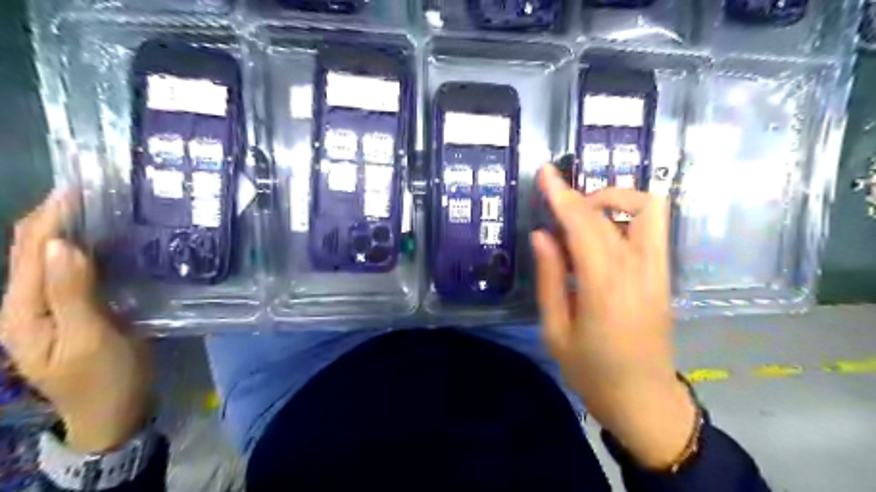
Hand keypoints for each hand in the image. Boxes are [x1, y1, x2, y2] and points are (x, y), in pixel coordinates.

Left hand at [0, 193, 151, 453]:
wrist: (115, 412)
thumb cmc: (105, 379)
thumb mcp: (90, 339)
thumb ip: (73, 293)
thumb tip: (62, 244)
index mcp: (23, 310)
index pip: (30, 250)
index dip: (51, 216)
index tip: (81, 187)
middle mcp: (28, 303)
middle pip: (34, 249)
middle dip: (57, 216)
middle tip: (96, 190)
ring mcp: (52, 307)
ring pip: (54, 258)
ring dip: (73, 229)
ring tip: (105, 208)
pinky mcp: (77, 310)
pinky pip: (76, 271)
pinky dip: (89, 250)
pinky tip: (112, 242)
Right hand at [531, 166, 694, 469]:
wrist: (646, 402)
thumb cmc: (592, 373)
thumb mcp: (556, 332)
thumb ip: (550, 279)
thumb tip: (543, 235)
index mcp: (605, 288)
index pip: (584, 226)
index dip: (562, 196)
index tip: (545, 174)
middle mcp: (638, 271)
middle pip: (613, 212)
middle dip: (581, 195)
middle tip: (555, 203)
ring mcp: (658, 271)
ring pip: (647, 209)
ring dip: (613, 200)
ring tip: (582, 216)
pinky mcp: (665, 275)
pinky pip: (651, 228)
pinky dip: (626, 215)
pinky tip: (601, 233)